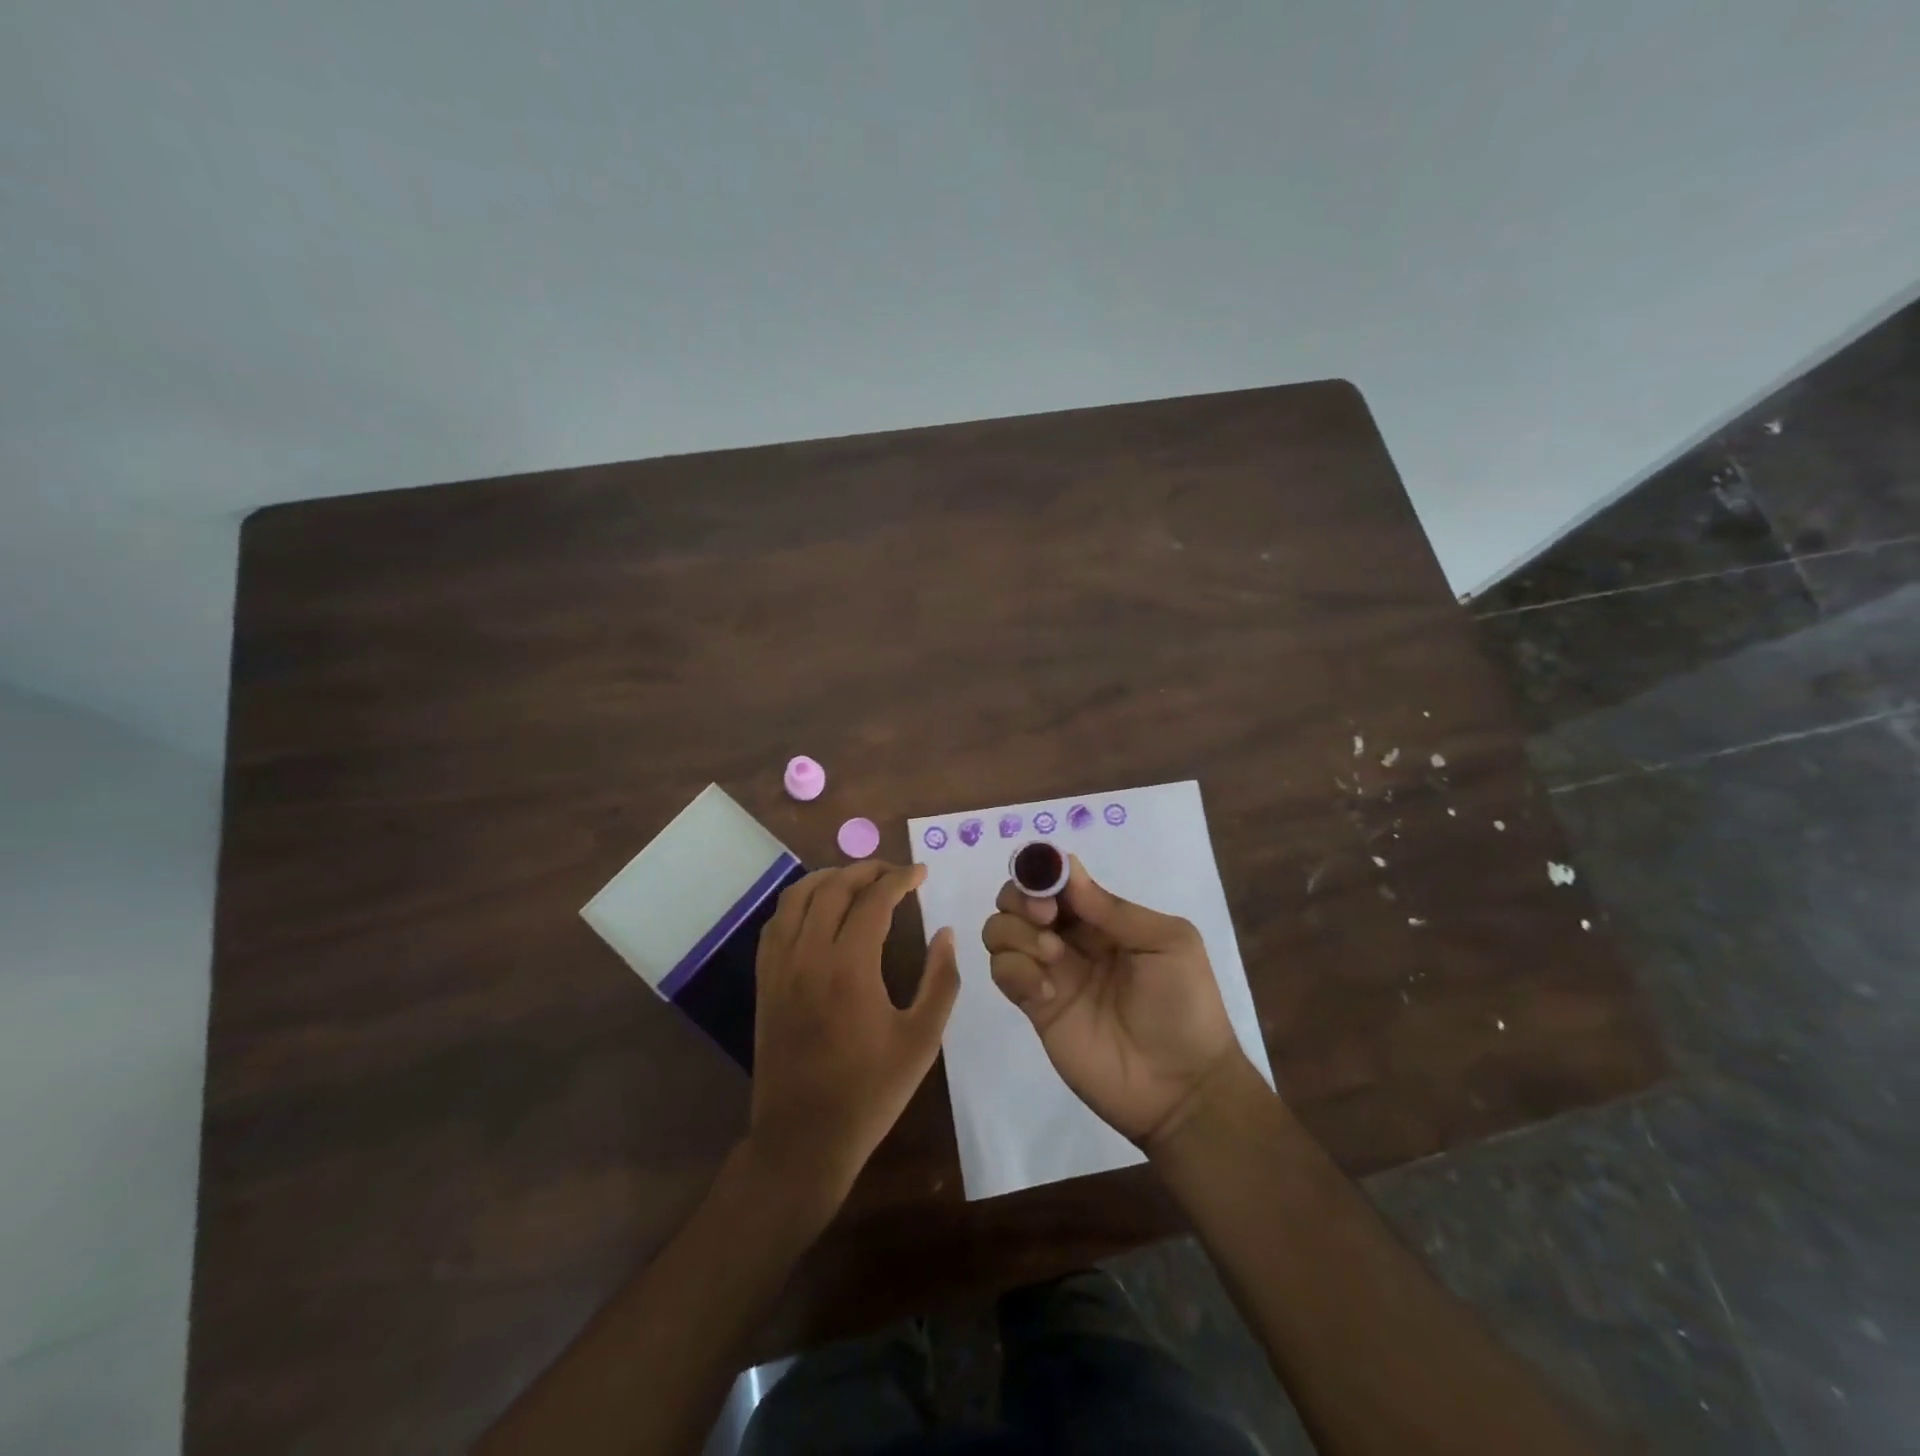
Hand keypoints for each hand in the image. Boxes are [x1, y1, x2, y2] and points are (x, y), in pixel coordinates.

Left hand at [747, 862, 959, 1218]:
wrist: (803, 1138)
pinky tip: (817, 910)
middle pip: (833, 887)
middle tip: (895, 873)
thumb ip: (941, 980)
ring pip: (797, 897)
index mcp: (850, 966)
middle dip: (867, 870)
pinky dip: (799, 903)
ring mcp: (780, 967)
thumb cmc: (870, 1092)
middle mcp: (809, 955)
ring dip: (829, 878)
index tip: (921, 872)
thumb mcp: (922, 1040)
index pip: (874, 900)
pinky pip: (776, 924)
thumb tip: (946, 933)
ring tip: (857, 880)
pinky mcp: (764, 982)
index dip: (900, 879)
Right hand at [982, 856, 1244, 1147]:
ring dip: (1017, 932)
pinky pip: (1003, 971)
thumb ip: (1114, 909)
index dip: (1044, 871)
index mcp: (1104, 917)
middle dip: (1023, 897)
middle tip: (1047, 919)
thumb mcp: (1168, 943)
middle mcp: (1071, 938)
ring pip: (1001, 930)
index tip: (1050, 887)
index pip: (1058, 879)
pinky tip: (1047, 991)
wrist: (1181, 1088)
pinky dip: (1015, 970)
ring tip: (1052, 956)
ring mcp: (1050, 971)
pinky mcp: (1035, 1006)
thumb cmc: (1185, 1007)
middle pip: (1019, 897)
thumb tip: (1067, 869)